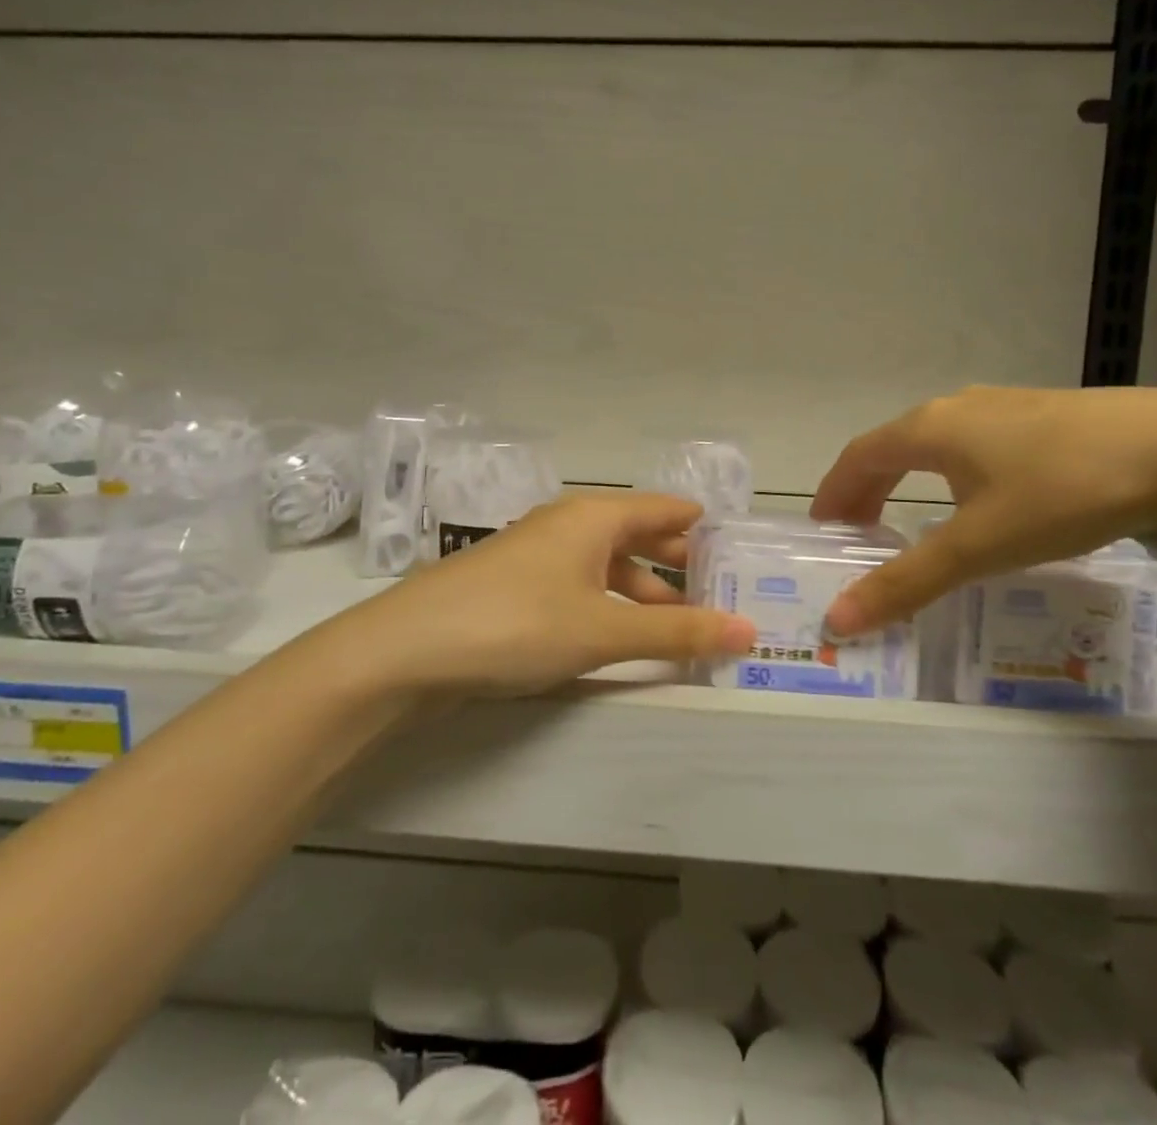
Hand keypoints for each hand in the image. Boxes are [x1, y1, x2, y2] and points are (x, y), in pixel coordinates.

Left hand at [340, 492, 757, 693]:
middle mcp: (567, 524)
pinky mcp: (514, 586)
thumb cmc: (518, 623)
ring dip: (643, 592)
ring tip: (678, 628)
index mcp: (594, 516)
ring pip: (606, 565)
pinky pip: (579, 586)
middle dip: (678, 565)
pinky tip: (617, 636)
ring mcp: (537, 554)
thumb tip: (748, 631)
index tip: (740, 553)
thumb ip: (676, 632)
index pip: (664, 508)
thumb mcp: (604, 629)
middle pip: (637, 535)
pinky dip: (609, 606)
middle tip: (721, 596)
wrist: (408, 648)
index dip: (703, 527)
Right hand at [812, 385, 1156, 635]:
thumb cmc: (1062, 492)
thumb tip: (838, 620)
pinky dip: (948, 473)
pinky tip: (980, 500)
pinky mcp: (1043, 414)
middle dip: (865, 489)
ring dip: (906, 480)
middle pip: (891, 447)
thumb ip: (907, 582)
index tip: (822, 529)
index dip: (833, 492)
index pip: (858, 457)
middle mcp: (956, 408)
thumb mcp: (979, 546)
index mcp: (929, 430)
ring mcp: (1003, 405)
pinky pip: (971, 443)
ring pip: (933, 443)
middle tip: (857, 532)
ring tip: (910, 519)